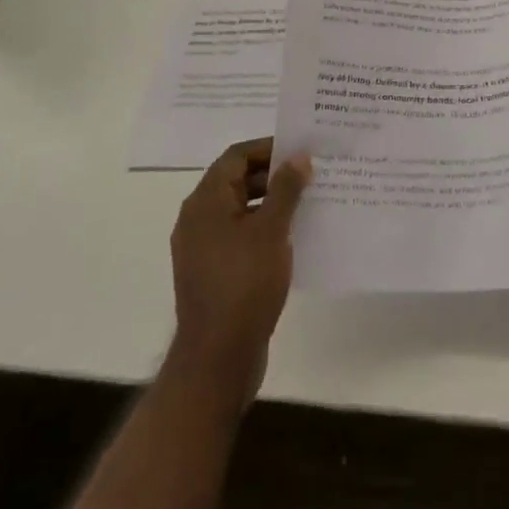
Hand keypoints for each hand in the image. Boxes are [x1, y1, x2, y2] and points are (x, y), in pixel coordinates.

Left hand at [169, 138, 310, 405]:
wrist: (216, 361)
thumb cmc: (244, 285)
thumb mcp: (271, 230)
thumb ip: (286, 189)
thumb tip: (298, 157)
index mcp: (205, 201)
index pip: (237, 156)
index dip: (269, 148)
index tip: (301, 150)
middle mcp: (198, 219)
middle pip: (237, 180)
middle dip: (274, 175)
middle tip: (310, 174)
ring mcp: (202, 248)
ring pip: (240, 209)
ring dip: (271, 202)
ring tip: (308, 202)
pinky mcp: (212, 273)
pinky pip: (239, 236)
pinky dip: (263, 229)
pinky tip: (292, 237)